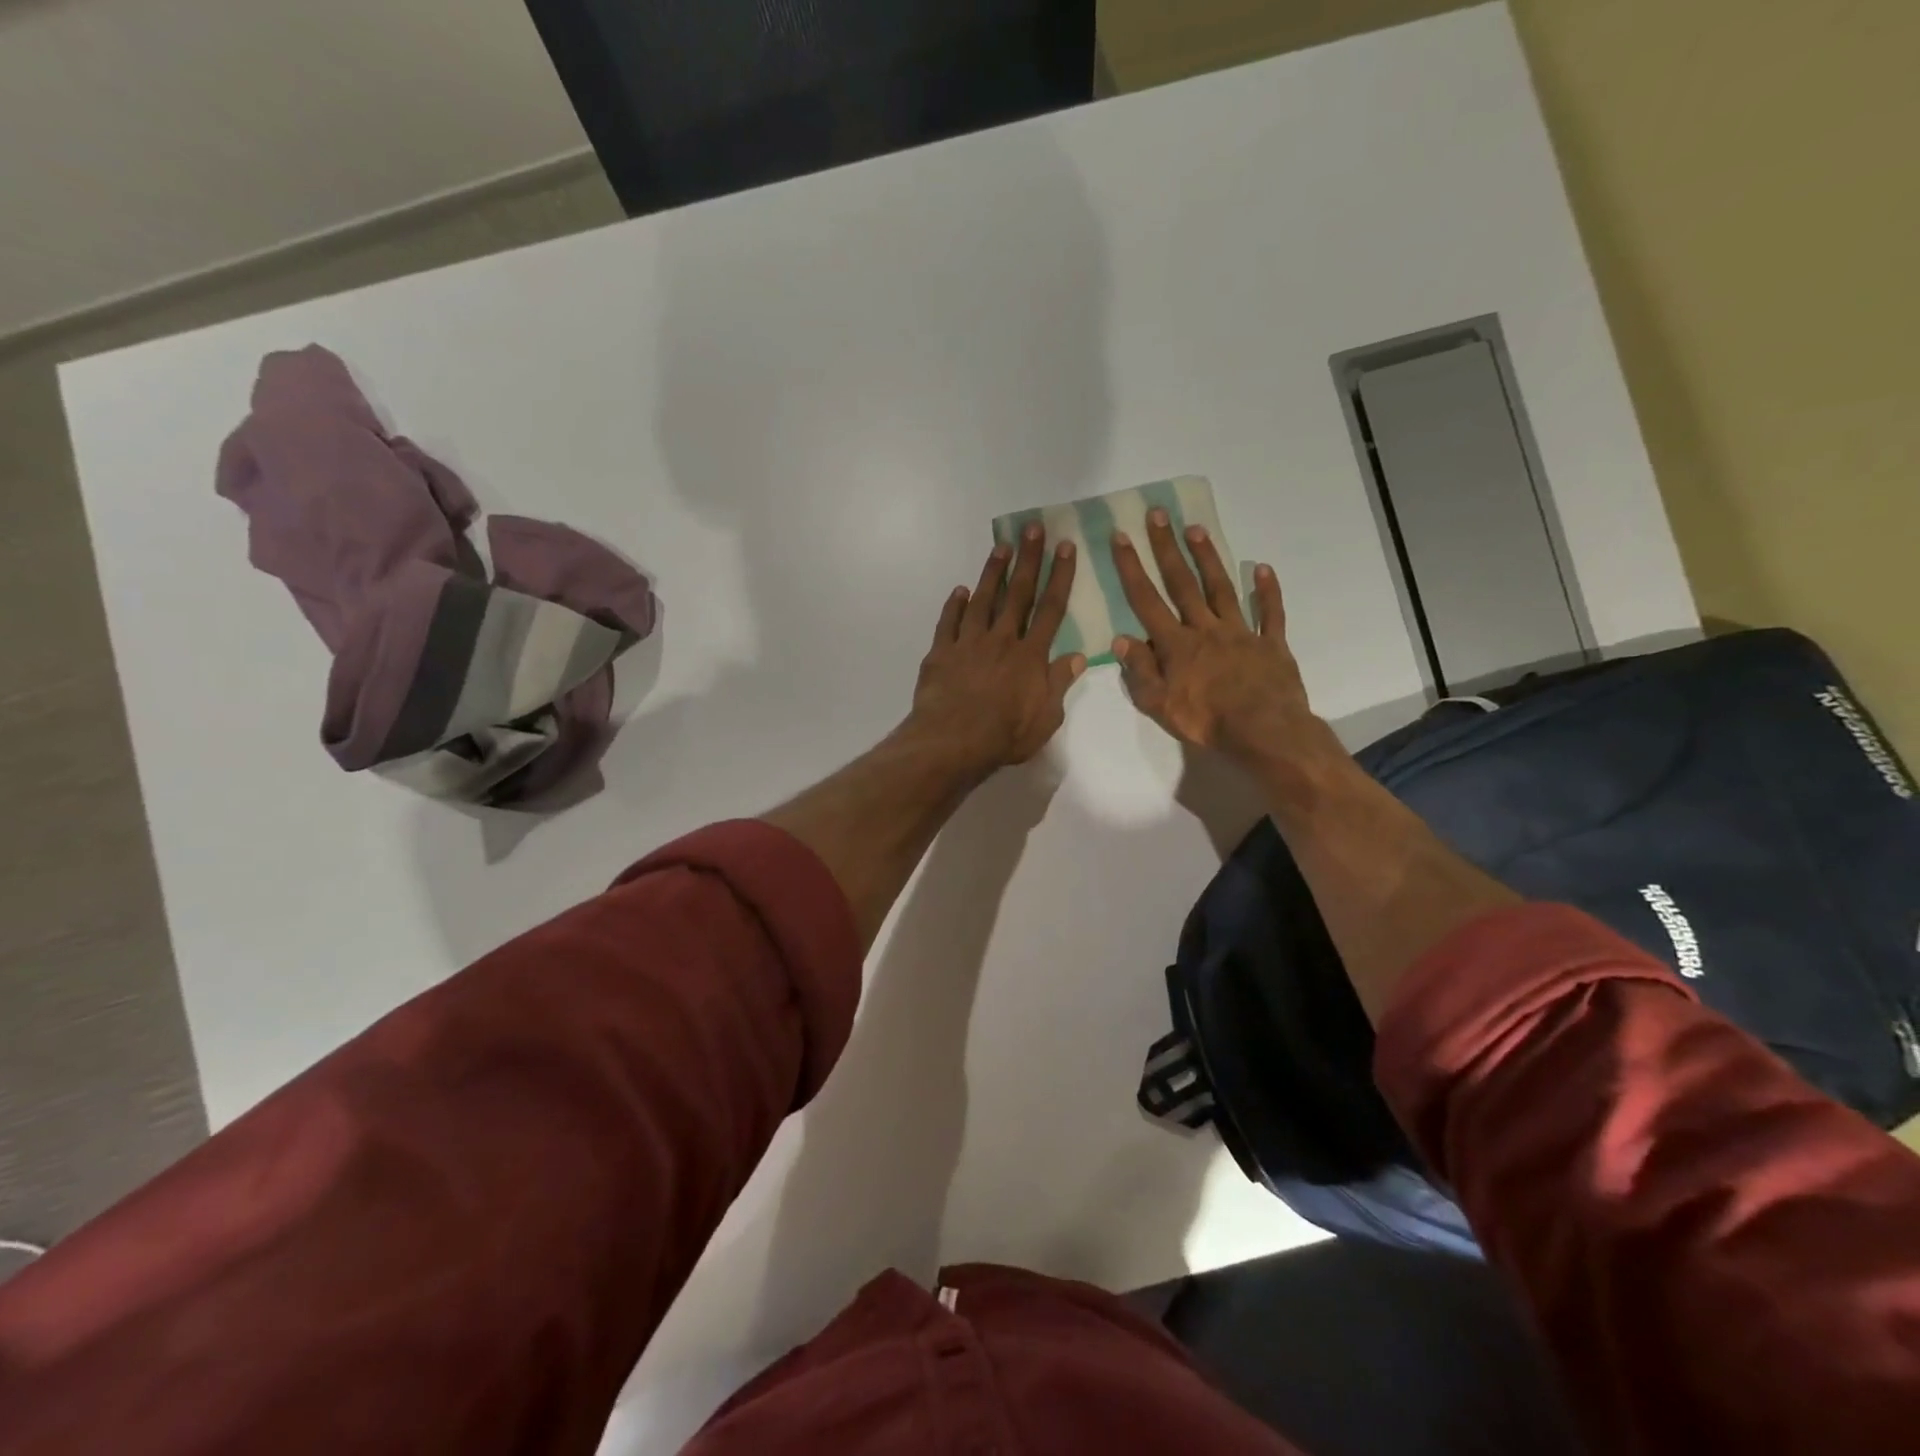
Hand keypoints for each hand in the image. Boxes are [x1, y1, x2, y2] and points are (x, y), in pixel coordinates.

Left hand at [909, 525, 1086, 773]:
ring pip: (982, 600)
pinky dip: (954, 605)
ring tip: (1000, 547)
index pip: (1051, 609)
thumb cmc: (1005, 735)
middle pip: (1018, 593)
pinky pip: (948, 622)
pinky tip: (959, 591)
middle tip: (1033, 528)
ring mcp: (968, 643)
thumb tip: (1078, 656)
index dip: (1060, 576)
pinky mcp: (941, 653)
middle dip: (1028, 559)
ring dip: (992, 572)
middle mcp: (1001, 640)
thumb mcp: (1046, 718)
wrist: (953, 741)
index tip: (1065, 547)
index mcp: (1030, 656)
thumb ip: (1059, 684)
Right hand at [1110, 509, 1323, 770]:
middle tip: (1158, 514)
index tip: (1121, 537)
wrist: (1264, 730)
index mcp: (1176, 645)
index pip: (1147, 600)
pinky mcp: (1271, 643)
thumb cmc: (1206, 721)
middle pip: (1182, 583)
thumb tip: (1121, 639)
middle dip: (1167, 548)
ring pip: (1221, 588)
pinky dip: (1267, 590)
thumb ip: (1140, 670)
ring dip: (1208, 557)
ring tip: (1196, 529)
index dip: (1131, 568)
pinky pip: (1270, 613)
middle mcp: (1206, 629)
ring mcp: (1241, 632)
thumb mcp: (1159, 704)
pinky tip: (1263, 568)